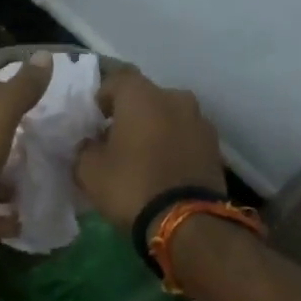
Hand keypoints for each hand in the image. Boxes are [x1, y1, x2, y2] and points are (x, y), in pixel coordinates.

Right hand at [75, 68, 224, 237]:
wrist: (187, 222)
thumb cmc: (131, 187)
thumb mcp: (89, 171)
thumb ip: (85, 149)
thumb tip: (91, 144)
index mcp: (142, 96)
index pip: (117, 78)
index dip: (103, 95)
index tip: (94, 117)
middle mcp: (176, 98)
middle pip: (147, 98)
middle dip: (132, 113)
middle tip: (117, 138)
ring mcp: (200, 121)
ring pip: (170, 117)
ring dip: (156, 129)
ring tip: (143, 156)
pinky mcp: (215, 147)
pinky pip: (186, 138)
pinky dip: (174, 146)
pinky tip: (164, 169)